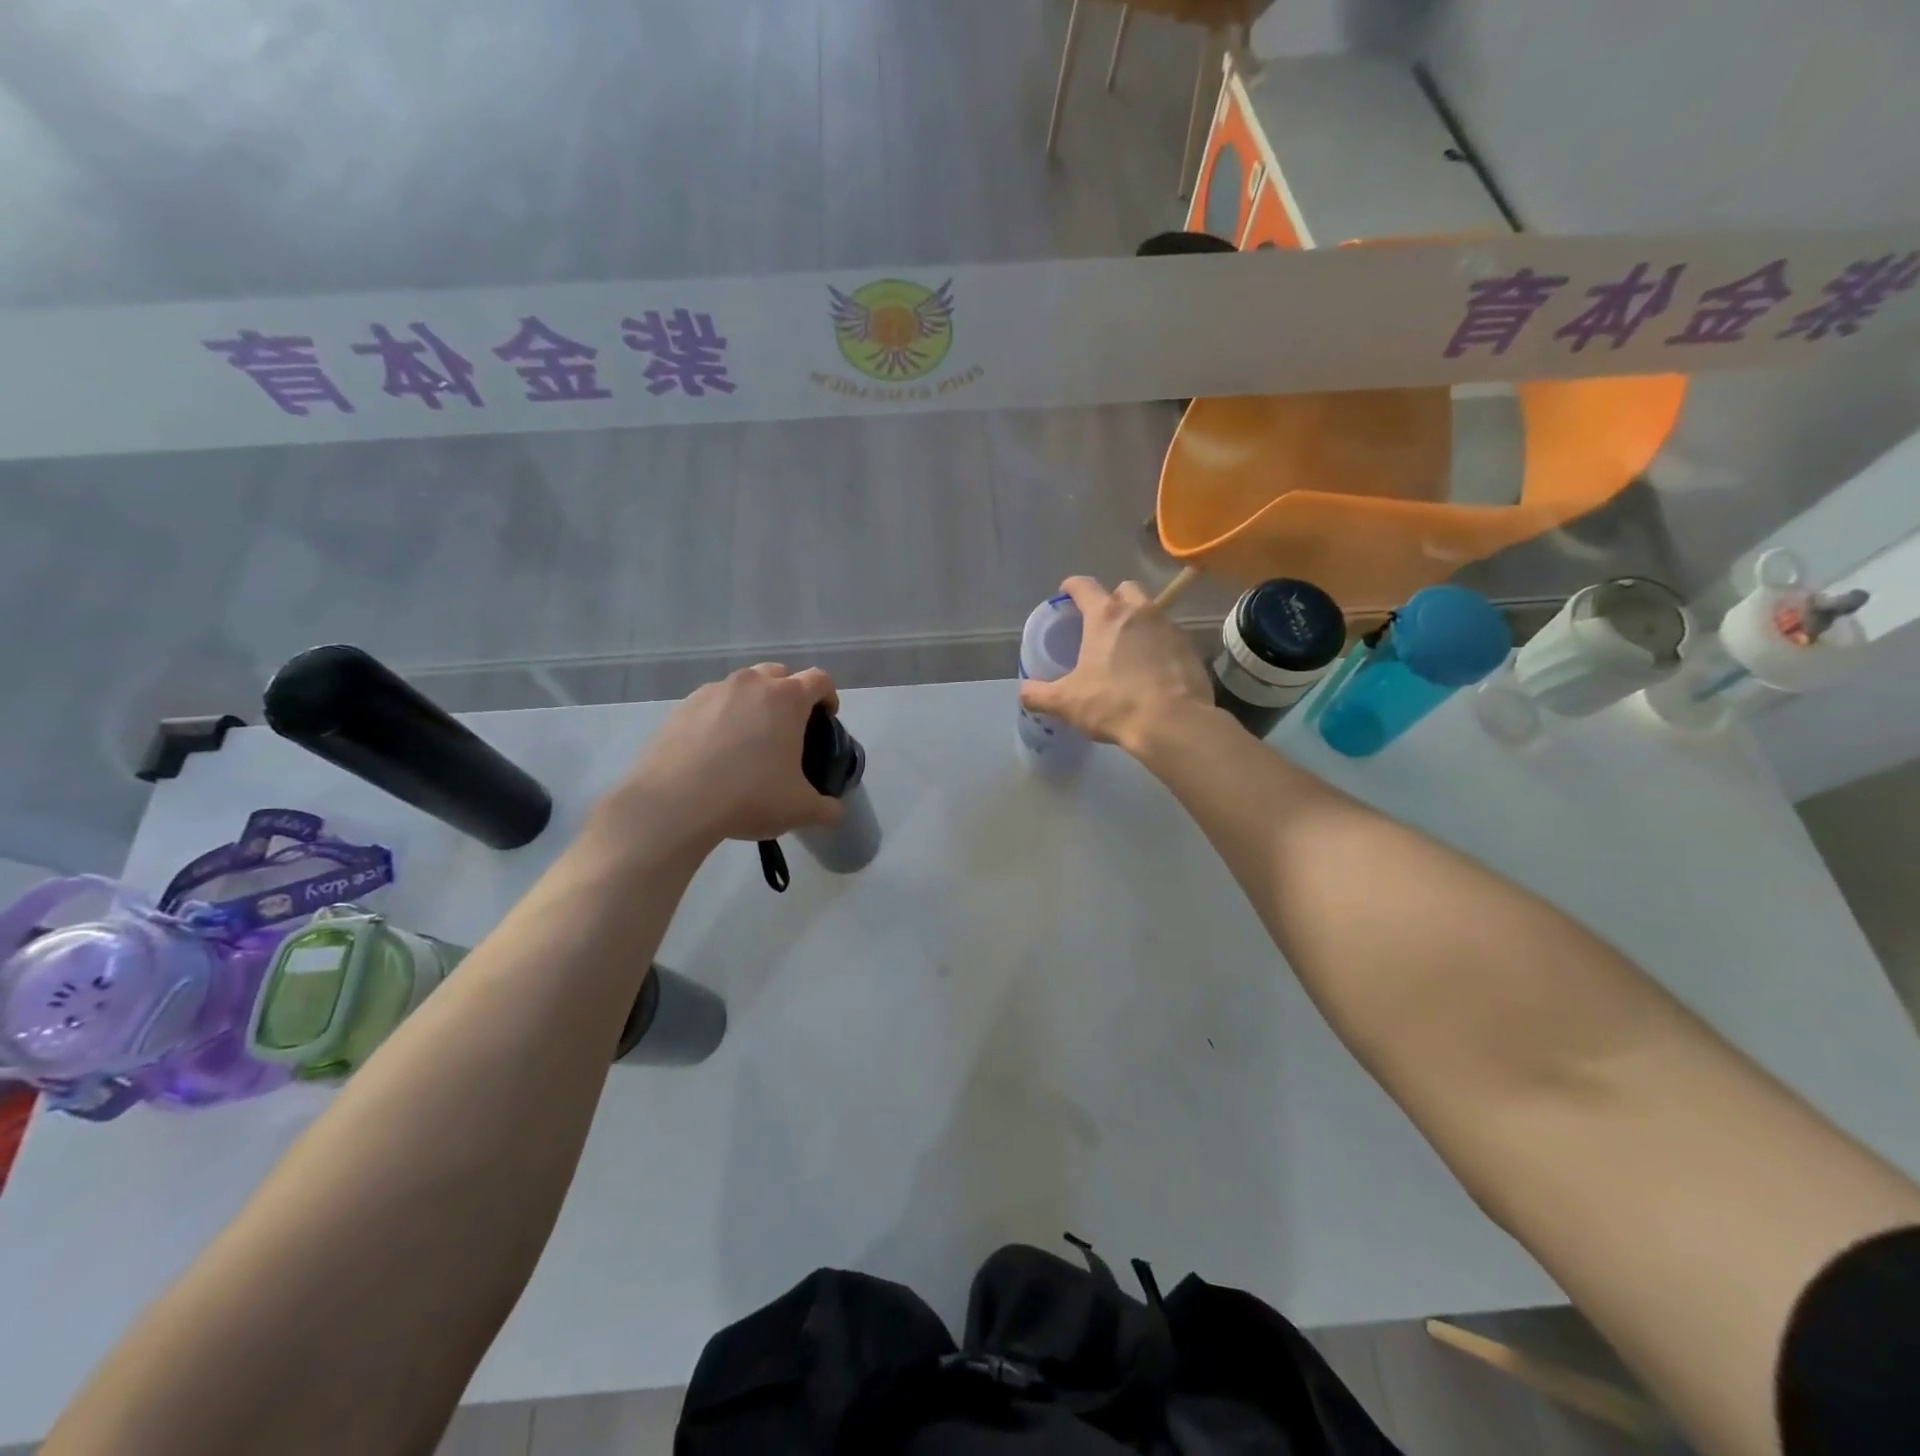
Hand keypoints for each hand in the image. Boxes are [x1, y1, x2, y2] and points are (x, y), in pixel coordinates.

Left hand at [601, 664, 844, 852]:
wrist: (674, 803)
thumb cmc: (749, 796)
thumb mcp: (799, 809)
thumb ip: (826, 808)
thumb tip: (835, 812)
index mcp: (787, 698)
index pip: (819, 680)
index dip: (828, 697)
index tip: (826, 719)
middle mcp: (751, 683)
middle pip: (779, 674)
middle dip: (789, 694)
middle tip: (788, 728)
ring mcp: (713, 691)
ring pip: (742, 686)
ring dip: (752, 703)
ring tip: (749, 740)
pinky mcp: (681, 707)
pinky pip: (711, 704)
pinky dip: (720, 718)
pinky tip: (715, 751)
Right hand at [1018, 577, 1212, 753]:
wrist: (1173, 723)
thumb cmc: (1114, 703)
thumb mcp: (1067, 702)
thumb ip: (1039, 694)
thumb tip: (1023, 691)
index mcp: (1105, 616)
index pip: (1084, 585)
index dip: (1071, 587)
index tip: (1065, 594)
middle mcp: (1140, 611)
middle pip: (1124, 589)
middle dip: (1111, 599)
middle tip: (1100, 623)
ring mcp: (1169, 627)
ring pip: (1150, 611)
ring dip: (1137, 621)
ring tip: (1127, 648)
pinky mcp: (1190, 647)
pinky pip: (1169, 636)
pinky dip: (1158, 645)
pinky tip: (1151, 668)